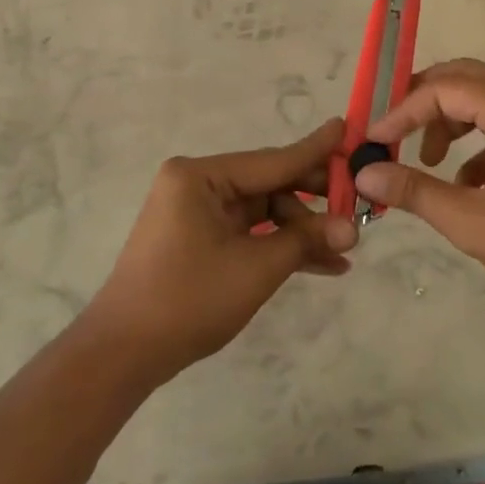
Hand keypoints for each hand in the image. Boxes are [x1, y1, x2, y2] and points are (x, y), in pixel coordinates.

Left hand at [86, 120, 359, 377]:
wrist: (124, 354)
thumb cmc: (189, 299)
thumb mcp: (257, 268)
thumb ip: (306, 240)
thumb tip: (353, 228)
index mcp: (201, 176)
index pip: (273, 160)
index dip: (316, 151)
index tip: (350, 129)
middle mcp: (197, 184)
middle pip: (270, 184)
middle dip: (314, 201)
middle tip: (359, 206)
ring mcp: (196, 213)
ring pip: (264, 212)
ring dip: (301, 231)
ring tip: (345, 250)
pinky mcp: (199, 239)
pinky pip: (249, 233)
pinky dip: (278, 246)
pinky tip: (322, 264)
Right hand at [353, 58, 484, 300]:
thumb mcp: (470, 220)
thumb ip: (414, 191)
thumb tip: (365, 174)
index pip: (443, 89)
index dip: (402, 111)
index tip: (373, 141)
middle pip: (464, 77)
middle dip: (423, 102)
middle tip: (392, 130)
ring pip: (483, 98)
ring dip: (449, 120)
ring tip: (427, 160)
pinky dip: (475, 141)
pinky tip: (467, 184)